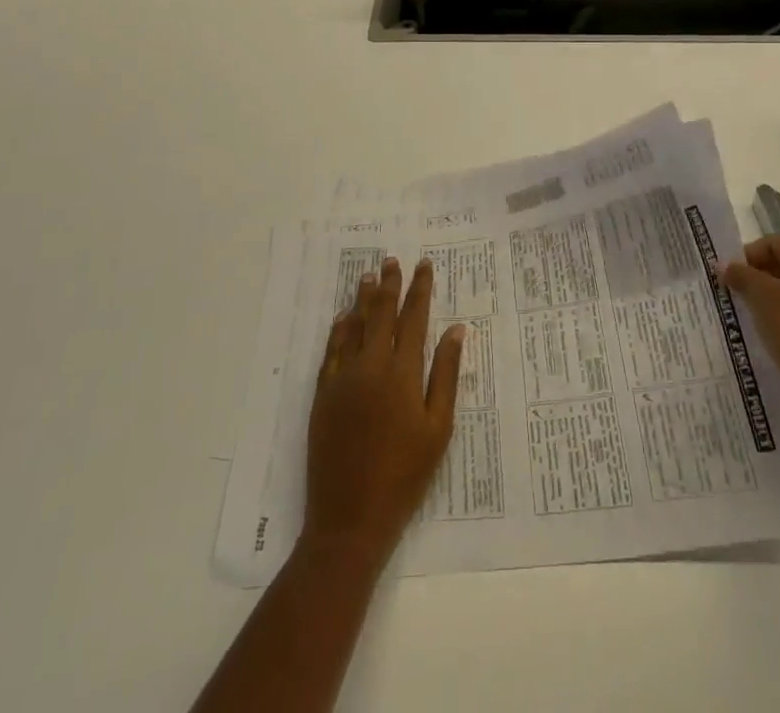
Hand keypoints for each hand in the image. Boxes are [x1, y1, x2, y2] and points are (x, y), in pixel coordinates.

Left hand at [304, 256, 464, 565]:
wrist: (350, 519)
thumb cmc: (405, 476)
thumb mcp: (438, 428)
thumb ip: (445, 375)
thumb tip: (456, 330)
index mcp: (402, 373)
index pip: (414, 318)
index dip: (419, 289)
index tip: (423, 265)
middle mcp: (371, 366)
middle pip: (381, 314)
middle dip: (388, 285)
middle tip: (391, 261)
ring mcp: (343, 379)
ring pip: (354, 327)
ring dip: (362, 299)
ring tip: (368, 276)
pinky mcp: (323, 395)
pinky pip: (331, 351)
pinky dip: (339, 330)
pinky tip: (343, 318)